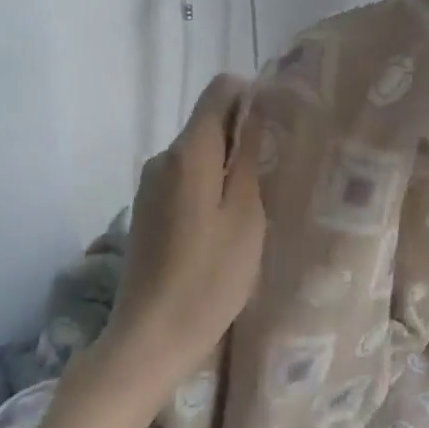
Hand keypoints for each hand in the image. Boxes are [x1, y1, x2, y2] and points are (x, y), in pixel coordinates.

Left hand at [98, 74, 265, 395]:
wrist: (152, 337)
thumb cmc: (209, 277)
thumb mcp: (246, 216)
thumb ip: (248, 157)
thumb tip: (256, 108)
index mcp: (187, 152)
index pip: (221, 91)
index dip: (254, 98)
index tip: (281, 129)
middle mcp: (162, 158)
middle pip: (209, 124)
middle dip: (245, 137)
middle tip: (279, 173)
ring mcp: (149, 186)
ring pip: (199, 155)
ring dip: (229, 167)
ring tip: (259, 204)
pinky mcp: (147, 211)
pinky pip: (185, 181)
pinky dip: (210, 189)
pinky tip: (227, 226)